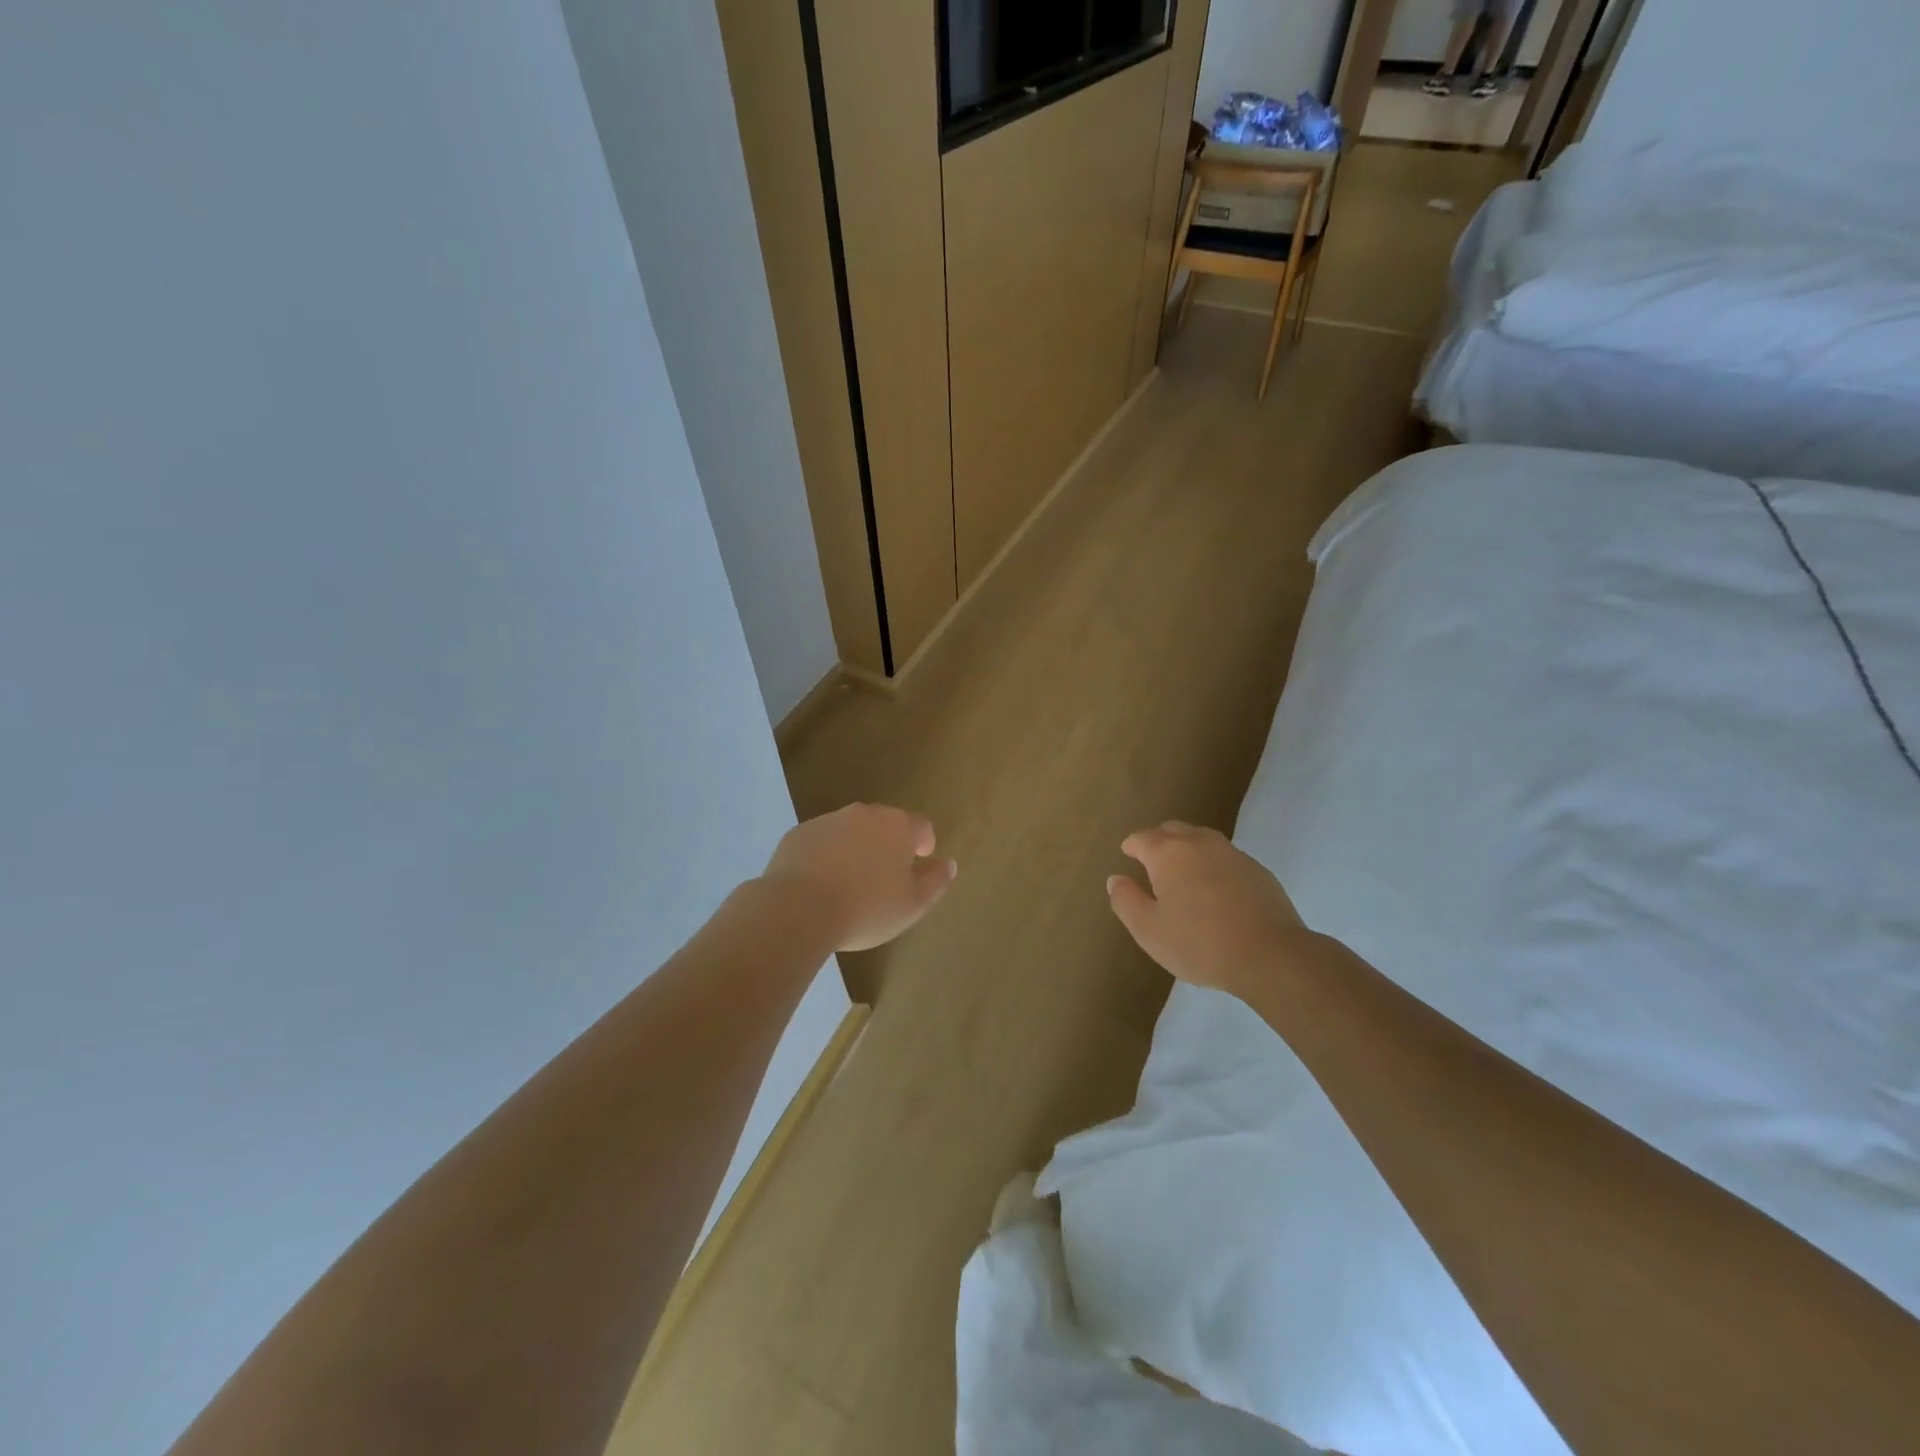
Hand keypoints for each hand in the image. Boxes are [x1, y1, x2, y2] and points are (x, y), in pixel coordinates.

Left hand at [760, 803, 956, 952]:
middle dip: (889, 845)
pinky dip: (826, 856)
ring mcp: (828, 820)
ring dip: (856, 849)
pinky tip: (820, 884)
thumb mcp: (913, 904)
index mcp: (897, 826)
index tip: (920, 863)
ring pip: (851, 831)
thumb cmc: (866, 908)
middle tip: (885, 877)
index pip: (921, 826)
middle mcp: (864, 814)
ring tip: (851, 883)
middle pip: (884, 825)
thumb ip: (935, 881)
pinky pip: (821, 842)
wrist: (797, 908)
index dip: (924, 844)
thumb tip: (948, 864)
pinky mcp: (798, 834)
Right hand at [1107, 821, 1306, 994]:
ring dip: (1188, 849)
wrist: (1271, 955)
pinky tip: (1216, 890)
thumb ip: (1126, 901)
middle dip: (1158, 841)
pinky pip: (1226, 857)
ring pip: (1202, 839)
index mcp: (1168, 853)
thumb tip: (1116, 879)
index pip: (1142, 838)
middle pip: (1173, 830)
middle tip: (1152, 862)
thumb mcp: (1149, 930)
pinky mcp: (1257, 870)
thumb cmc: (1199, 943)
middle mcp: (1199, 843)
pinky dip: (1213, 865)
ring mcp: (1232, 853)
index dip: (1131, 846)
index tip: (1127, 855)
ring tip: (1183, 873)